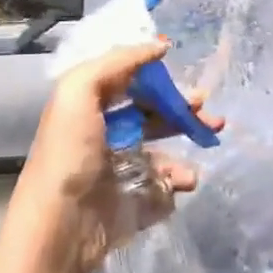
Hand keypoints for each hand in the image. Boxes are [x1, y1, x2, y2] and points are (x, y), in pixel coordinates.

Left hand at [8, 40, 223, 272]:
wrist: (62, 226)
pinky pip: (168, 183)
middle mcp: (107, 135)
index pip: (127, 81)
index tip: (181, 64)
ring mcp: (124, 170)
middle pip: (152, 111)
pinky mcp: (137, 200)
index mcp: (89, 108)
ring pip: (165, 146)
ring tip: (210, 135)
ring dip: (190, 137)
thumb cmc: (70, 153)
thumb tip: (159, 46)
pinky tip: (184, 178)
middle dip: (181, 105)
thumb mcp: (78, 91)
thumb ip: (117, 62)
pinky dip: (180, 177)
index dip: (153, 72)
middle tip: (206, 104)